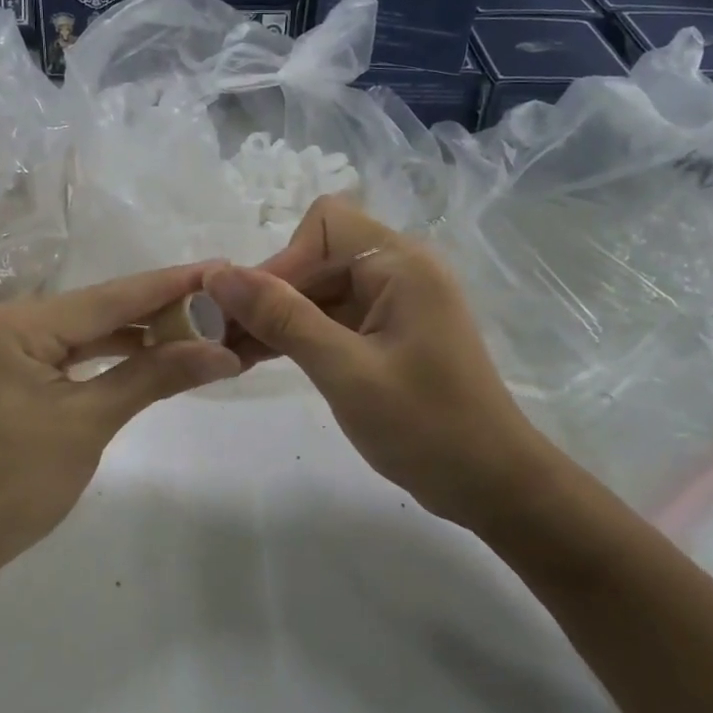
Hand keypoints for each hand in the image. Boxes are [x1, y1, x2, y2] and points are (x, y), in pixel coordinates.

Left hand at [0, 264, 241, 572]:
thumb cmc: (10, 486)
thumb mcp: (87, 425)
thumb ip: (154, 377)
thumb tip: (223, 354)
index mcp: (16, 325)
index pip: (109, 297)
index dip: (169, 284)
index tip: (220, 268)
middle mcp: (8, 321)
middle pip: (98, 307)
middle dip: (158, 307)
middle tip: (219, 298)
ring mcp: (6, 346)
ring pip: (87, 329)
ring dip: (138, 331)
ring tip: (197, 322)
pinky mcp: (11, 371)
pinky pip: (71, 351)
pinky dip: (110, 354)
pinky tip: (150, 351)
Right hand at [203, 197, 541, 528]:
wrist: (493, 487)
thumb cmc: (427, 427)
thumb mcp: (346, 371)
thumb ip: (283, 318)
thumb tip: (219, 274)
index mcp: (400, 264)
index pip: (324, 225)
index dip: (282, 261)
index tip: (251, 310)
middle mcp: (398, 270)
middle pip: (316, 255)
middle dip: (271, 292)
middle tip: (222, 336)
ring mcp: (393, 302)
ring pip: (318, 288)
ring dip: (277, 315)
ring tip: (227, 351)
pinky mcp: (386, 331)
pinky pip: (331, 316)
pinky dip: (297, 333)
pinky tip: (256, 357)